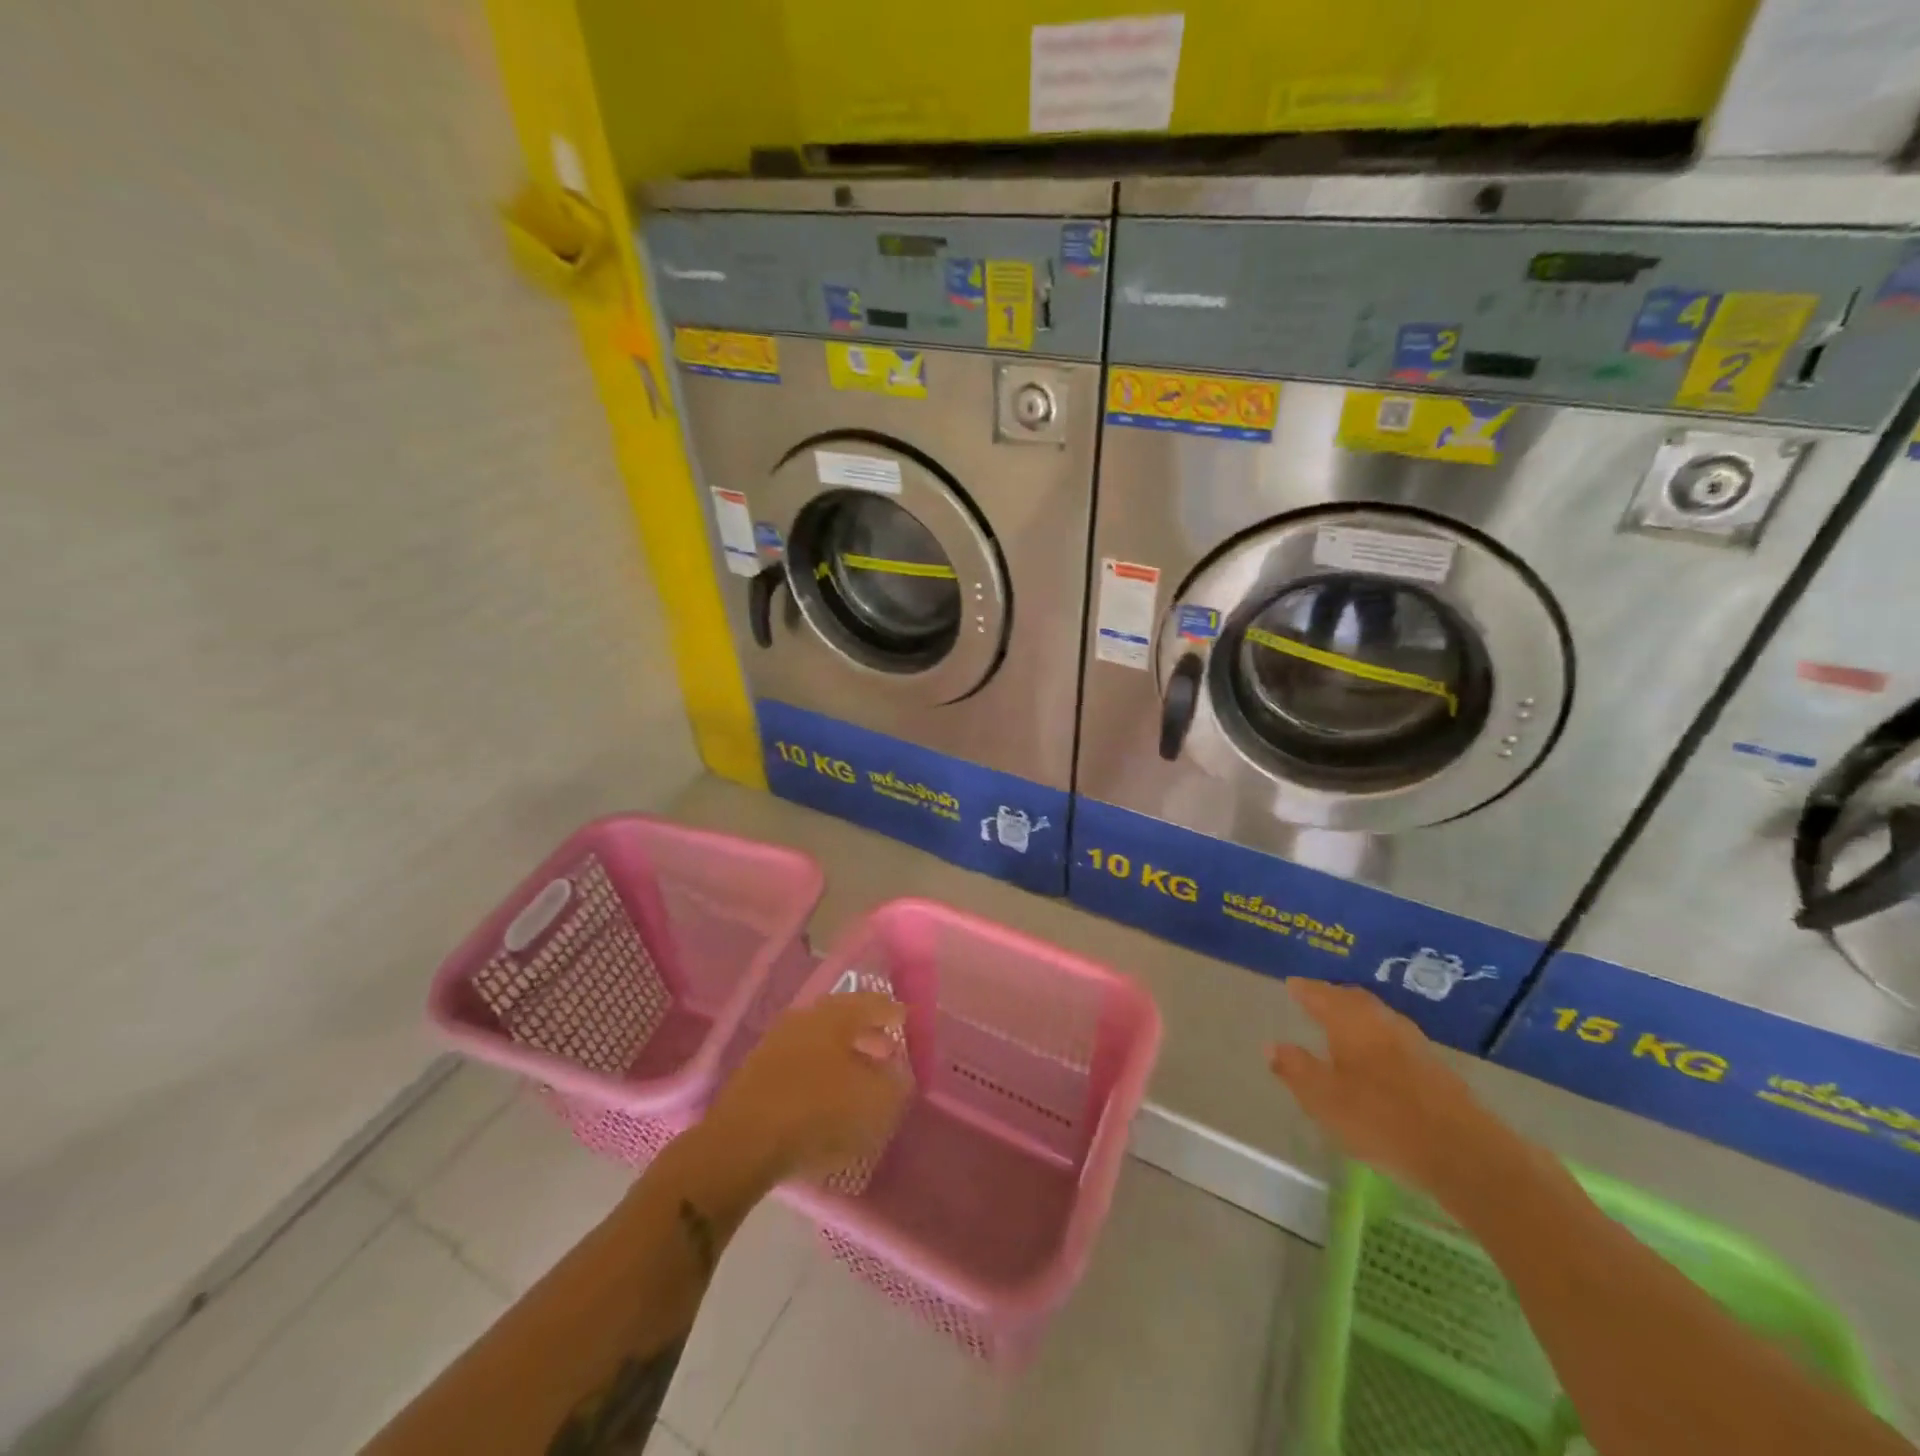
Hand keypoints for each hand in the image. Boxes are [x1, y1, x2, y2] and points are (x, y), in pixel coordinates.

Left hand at [703, 992, 910, 1186]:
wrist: (741, 1143)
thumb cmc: (817, 1113)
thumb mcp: (873, 1104)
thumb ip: (894, 1085)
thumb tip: (897, 1073)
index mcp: (836, 1015)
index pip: (872, 1003)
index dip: (892, 1012)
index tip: (905, 1021)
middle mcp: (805, 1018)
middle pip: (843, 1018)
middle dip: (866, 1033)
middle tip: (886, 1049)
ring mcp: (777, 1041)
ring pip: (819, 1040)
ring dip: (841, 1053)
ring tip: (858, 1077)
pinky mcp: (757, 1070)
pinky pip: (799, 1061)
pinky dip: (818, 1070)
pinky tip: (825, 1094)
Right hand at [1267, 978, 1502, 1197]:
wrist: (1463, 1153)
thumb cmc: (1381, 1120)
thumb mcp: (1325, 1100)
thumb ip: (1296, 1070)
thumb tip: (1271, 1045)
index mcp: (1350, 1023)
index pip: (1322, 995)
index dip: (1305, 990)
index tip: (1291, 985)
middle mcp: (1382, 1022)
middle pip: (1354, 999)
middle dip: (1333, 995)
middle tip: (1316, 997)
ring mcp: (1413, 1043)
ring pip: (1378, 1016)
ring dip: (1357, 1013)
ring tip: (1342, 1022)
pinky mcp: (1435, 1067)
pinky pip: (1394, 1036)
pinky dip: (1377, 1034)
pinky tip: (1376, 1053)